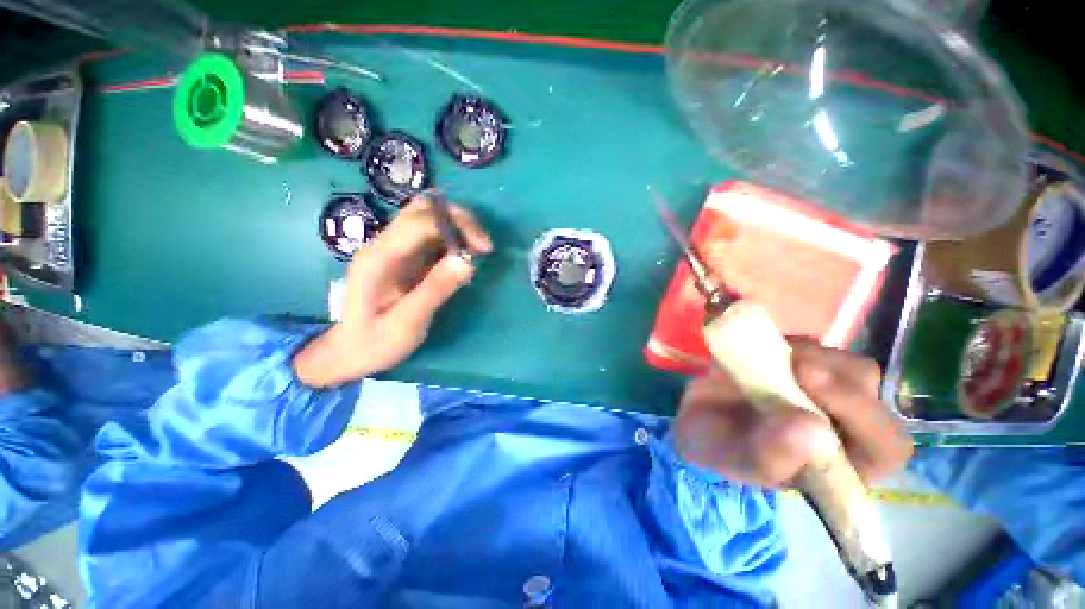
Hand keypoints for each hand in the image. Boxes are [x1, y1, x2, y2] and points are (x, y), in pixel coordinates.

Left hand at [294, 196, 492, 387]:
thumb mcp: (407, 323)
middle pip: (423, 209)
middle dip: (459, 219)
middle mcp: (385, 245)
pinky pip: (432, 237)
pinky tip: (464, 259)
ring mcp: (394, 249)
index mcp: (380, 257)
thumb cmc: (375, 342)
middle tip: (483, 245)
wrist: (349, 352)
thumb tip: (467, 262)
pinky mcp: (405, 257)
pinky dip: (453, 240)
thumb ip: (435, 290)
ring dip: (457, 227)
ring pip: (428, 218)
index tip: (484, 249)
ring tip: (478, 250)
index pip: (421, 221)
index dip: (457, 226)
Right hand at [673, 340, 911, 486]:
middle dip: (835, 376)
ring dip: (811, 356)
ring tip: (764, 359)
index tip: (809, 380)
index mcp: (842, 464)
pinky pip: (810, 345)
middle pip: (870, 393)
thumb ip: (771, 456)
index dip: (862, 413)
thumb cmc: (720, 449)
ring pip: (846, 364)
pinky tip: (757, 349)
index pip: (885, 445)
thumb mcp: (736, 460)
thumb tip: (813, 428)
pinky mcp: (801, 364)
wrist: (697, 417)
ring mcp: (823, 391)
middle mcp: (843, 426)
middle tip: (792, 363)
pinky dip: (787, 342)